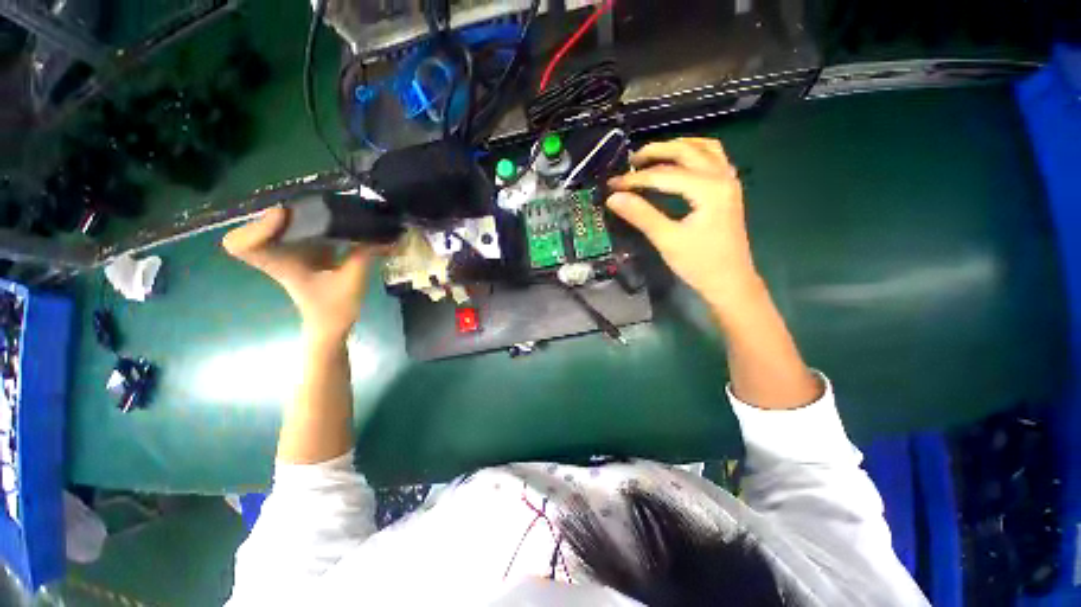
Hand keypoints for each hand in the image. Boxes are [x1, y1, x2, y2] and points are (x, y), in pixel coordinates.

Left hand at [222, 206, 376, 341]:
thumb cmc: (335, 310)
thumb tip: (380, 234)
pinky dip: (316, 221)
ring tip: (331, 212)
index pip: (242, 245)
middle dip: (287, 212)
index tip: (285, 217)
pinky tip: (337, 223)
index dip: (257, 227)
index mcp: (282, 265)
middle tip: (315, 209)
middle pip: (262, 224)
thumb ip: (363, 256)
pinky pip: (301, 228)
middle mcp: (279, 254)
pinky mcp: (304, 250)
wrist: (331, 324)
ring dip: (304, 215)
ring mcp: (290, 251)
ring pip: (282, 223)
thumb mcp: (352, 283)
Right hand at [606, 138, 763, 315]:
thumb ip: (640, 215)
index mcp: (708, 189)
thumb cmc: (699, 264)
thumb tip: (613, 198)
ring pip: (703, 148)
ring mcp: (729, 181)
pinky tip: (679, 164)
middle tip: (630, 162)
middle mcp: (722, 177)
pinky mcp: (728, 190)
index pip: (664, 175)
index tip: (612, 185)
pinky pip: (713, 158)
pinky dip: (693, 154)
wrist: (730, 282)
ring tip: (652, 157)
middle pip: (686, 150)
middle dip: (655, 152)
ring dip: (676, 147)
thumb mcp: (667, 240)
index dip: (634, 179)